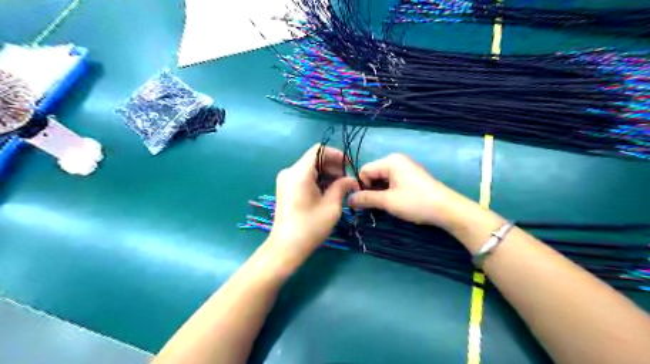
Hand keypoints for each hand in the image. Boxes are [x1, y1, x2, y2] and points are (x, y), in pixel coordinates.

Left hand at [269, 143, 360, 260]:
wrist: (286, 246)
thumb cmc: (310, 227)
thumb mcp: (331, 206)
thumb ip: (342, 187)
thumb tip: (351, 179)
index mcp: (299, 173)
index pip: (319, 150)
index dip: (336, 154)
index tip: (348, 166)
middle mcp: (290, 172)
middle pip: (314, 159)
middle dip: (332, 166)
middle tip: (347, 180)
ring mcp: (285, 180)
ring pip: (310, 168)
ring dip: (326, 174)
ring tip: (340, 187)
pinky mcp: (285, 188)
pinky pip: (304, 176)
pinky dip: (317, 180)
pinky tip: (327, 192)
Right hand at [351, 154, 474, 228]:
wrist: (446, 209)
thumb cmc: (415, 202)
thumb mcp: (387, 201)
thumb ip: (366, 199)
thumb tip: (348, 200)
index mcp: (390, 161)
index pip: (365, 171)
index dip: (361, 187)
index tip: (362, 203)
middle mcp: (397, 161)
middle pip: (373, 174)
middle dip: (370, 190)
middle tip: (372, 207)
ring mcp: (406, 168)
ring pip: (383, 180)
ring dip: (379, 193)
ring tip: (383, 207)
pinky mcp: (412, 177)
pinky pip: (393, 182)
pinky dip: (389, 192)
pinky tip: (393, 203)